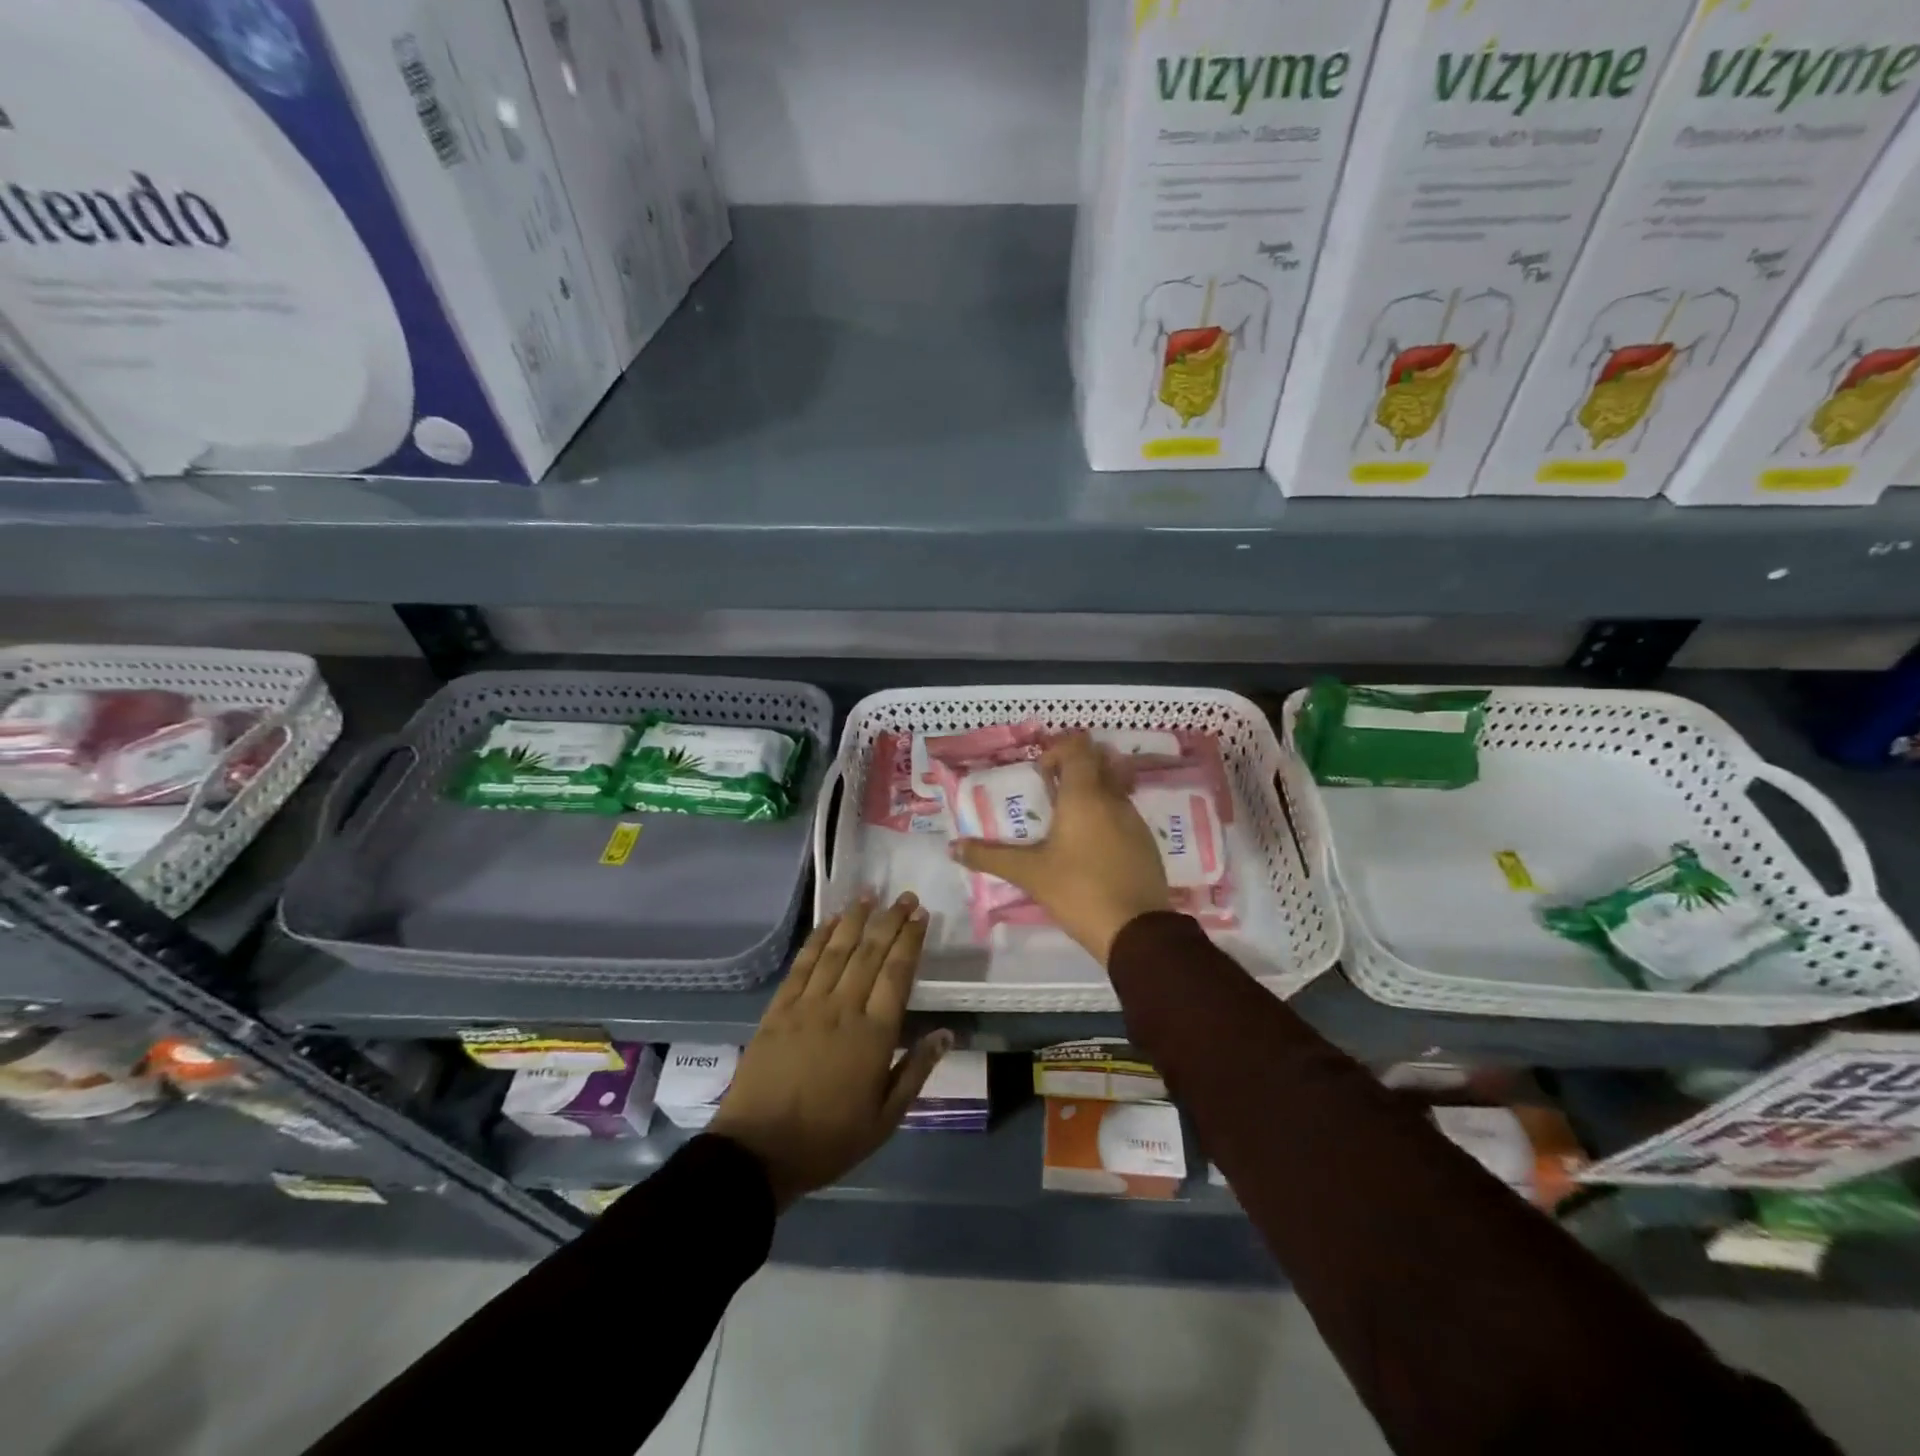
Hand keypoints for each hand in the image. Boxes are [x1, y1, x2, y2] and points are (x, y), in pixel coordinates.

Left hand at [709, 893, 950, 1209]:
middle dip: (890, 920)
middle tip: (904, 896)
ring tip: (869, 894)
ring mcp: (807, 1005)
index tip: (921, 915)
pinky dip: (818, 939)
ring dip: (855, 919)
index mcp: (874, 1035)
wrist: (759, 1152)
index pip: (897, 974)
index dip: (911, 940)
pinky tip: (829, 922)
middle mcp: (843, 1009)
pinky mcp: (779, 1009)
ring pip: (837, 951)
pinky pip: (802, 965)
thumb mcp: (885, 1119)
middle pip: (870, 953)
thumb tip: (946, 1033)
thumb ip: (916, 1071)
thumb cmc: (829, 1140)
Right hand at [951, 732, 1170, 965]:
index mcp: (1085, 795)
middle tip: (1049, 793)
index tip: (1039, 774)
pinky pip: (1123, 815)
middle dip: (1073, 770)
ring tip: (1064, 824)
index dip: (1057, 750)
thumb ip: (990, 857)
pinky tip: (1088, 849)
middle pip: (1098, 763)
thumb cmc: (1078, 891)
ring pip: (1113, 789)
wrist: (1136, 931)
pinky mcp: (1146, 843)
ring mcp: (1135, 820)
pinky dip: (1105, 818)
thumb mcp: (1029, 874)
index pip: (1077, 748)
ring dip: (1090, 795)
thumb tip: (954, 847)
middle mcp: (1113, 799)